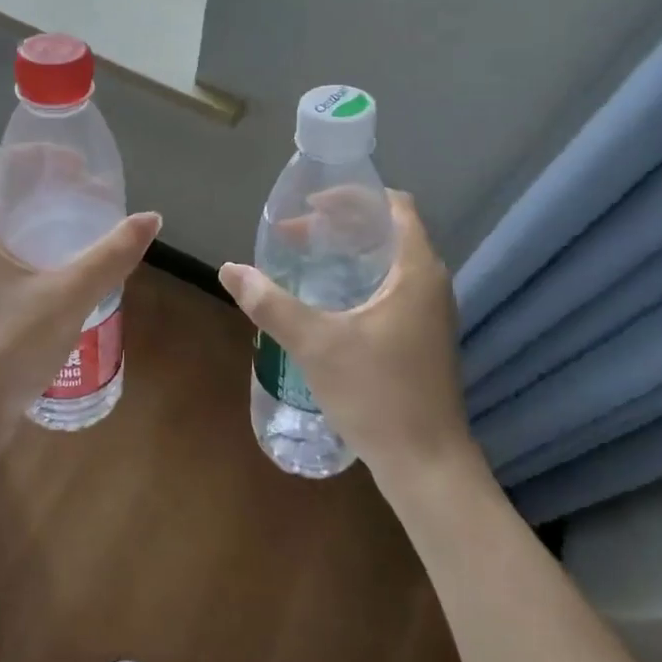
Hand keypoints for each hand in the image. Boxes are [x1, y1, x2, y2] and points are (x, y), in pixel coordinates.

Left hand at [0, 148, 161, 434]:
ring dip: (37, 218)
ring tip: (81, 225)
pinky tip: (61, 267)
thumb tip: (151, 218)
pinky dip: (28, 246)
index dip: (36, 156)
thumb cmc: (11, 345)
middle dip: (44, 187)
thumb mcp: (69, 294)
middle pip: (0, 193)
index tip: (75, 166)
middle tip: (88, 194)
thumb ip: (111, 254)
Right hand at [218, 191, 472, 482]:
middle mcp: (431, 284)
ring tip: (306, 259)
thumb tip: (230, 270)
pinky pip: (391, 288)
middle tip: (295, 234)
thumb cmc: (377, 394)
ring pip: (390, 262)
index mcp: (416, 271)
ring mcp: (430, 313)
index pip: (394, 206)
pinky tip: (328, 301)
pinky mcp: (423, 338)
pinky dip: (359, 279)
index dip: (352, 197)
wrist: (426, 465)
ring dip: (349, 253)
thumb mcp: (316, 344)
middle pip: (388, 231)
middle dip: (341, 225)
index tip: (310, 205)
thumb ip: (270, 303)